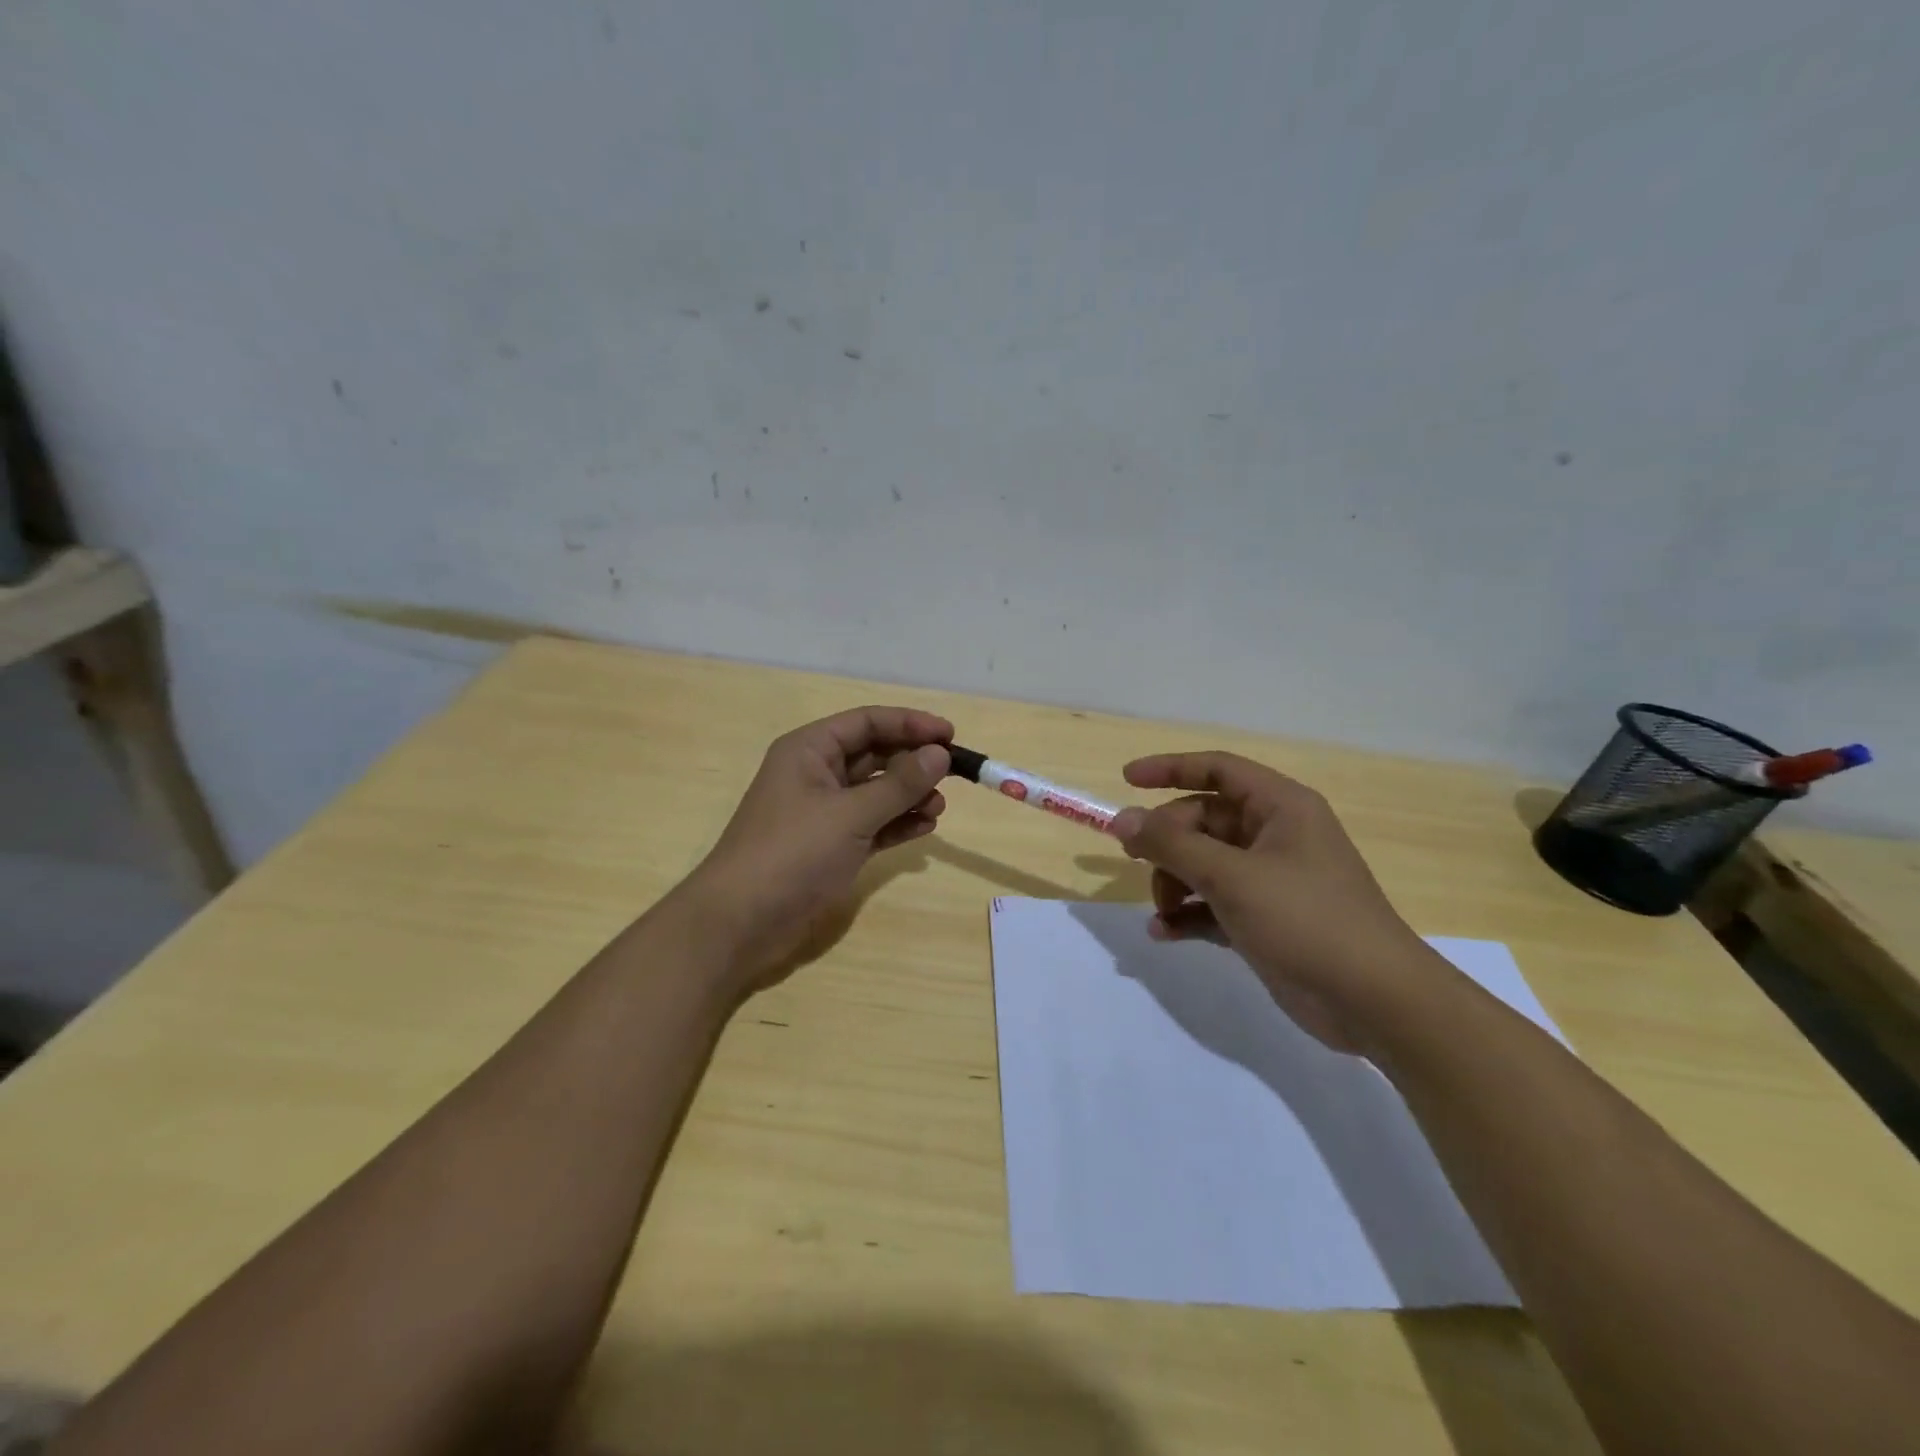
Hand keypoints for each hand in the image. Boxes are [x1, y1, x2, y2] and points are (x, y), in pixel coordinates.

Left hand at [673, 707, 953, 993]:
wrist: (741, 922)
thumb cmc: (792, 854)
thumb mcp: (850, 814)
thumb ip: (898, 784)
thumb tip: (939, 754)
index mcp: (810, 750)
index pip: (867, 722)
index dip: (910, 724)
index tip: (950, 735)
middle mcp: (816, 774)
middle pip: (874, 755)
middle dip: (913, 762)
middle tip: (953, 774)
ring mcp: (824, 813)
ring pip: (876, 792)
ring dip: (909, 795)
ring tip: (939, 808)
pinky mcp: (831, 847)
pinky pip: (873, 824)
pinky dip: (898, 824)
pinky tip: (924, 828)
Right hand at [1111, 751, 1436, 1054]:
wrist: (1374, 1002)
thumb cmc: (1306, 920)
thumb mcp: (1232, 876)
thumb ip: (1171, 845)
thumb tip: (1122, 820)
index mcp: (1280, 807)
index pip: (1218, 770)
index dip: (1170, 768)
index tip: (1126, 780)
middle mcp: (1274, 836)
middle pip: (1203, 820)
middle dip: (1168, 842)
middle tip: (1136, 860)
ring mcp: (1269, 880)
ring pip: (1204, 863)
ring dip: (1174, 882)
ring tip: (1162, 910)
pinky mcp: (1264, 920)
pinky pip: (1213, 904)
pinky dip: (1188, 914)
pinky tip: (1163, 933)